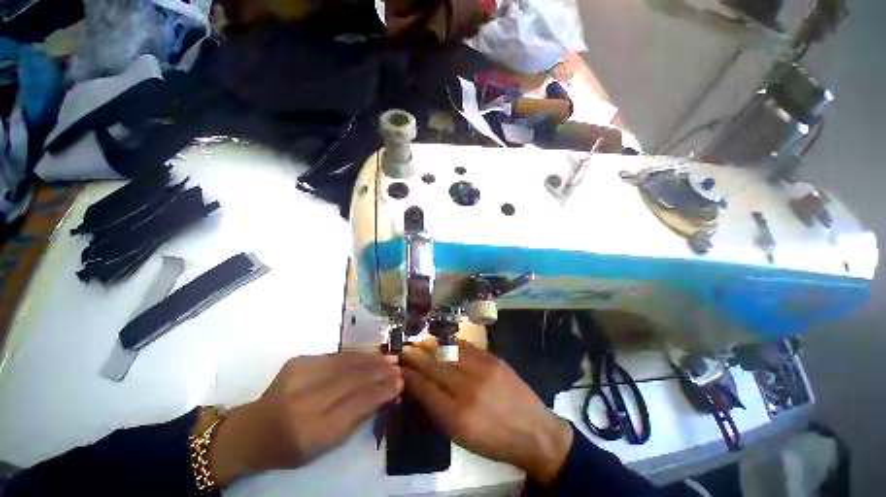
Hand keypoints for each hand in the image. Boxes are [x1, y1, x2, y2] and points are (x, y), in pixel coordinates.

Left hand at [209, 351, 401, 484]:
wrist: (253, 429)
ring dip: (372, 360)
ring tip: (389, 359)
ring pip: (347, 362)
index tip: (400, 383)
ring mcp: (299, 376)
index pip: (357, 403)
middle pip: (354, 379)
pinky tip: (369, 355)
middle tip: (398, 368)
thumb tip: (384, 392)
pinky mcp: (298, 361)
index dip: (382, 391)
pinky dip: (357, 355)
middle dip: (381, 372)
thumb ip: (356, 418)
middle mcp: (305, 400)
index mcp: (312, 430)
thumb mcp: (325, 446)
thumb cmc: (292, 446)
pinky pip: (336, 356)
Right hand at [401, 342, 573, 484]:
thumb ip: (438, 410)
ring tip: (420, 342)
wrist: (533, 431)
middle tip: (405, 350)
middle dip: (416, 357)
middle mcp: (467, 389)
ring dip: (432, 346)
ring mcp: (482, 370)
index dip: (410, 376)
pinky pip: (466, 347)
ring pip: (449, 353)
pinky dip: (452, 345)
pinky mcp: (493, 359)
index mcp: (456, 416)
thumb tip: (420, 387)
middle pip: (434, 367)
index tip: (401, 368)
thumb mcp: (461, 437)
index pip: (424, 389)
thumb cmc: (494, 441)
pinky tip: (444, 343)